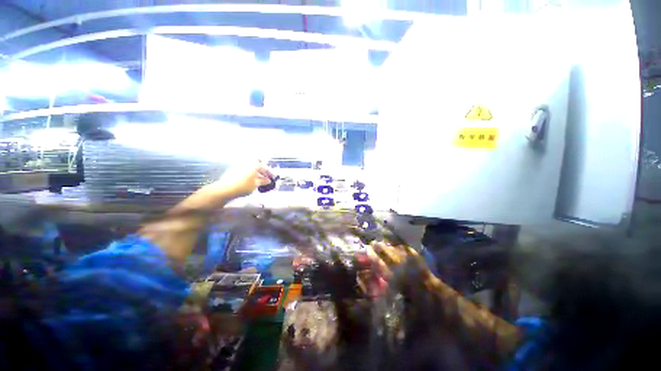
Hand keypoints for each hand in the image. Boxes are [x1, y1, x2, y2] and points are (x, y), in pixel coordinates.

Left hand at [210, 162, 272, 199]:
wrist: (225, 189)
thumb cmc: (243, 186)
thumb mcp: (256, 184)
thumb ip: (263, 181)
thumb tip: (268, 180)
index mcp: (253, 164)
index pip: (264, 167)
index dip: (269, 172)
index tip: (272, 178)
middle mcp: (246, 163)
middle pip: (256, 167)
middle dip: (262, 173)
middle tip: (266, 179)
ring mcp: (238, 166)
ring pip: (250, 169)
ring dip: (255, 174)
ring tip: (258, 182)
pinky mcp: (232, 170)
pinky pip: (244, 171)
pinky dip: (249, 175)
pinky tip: (249, 182)